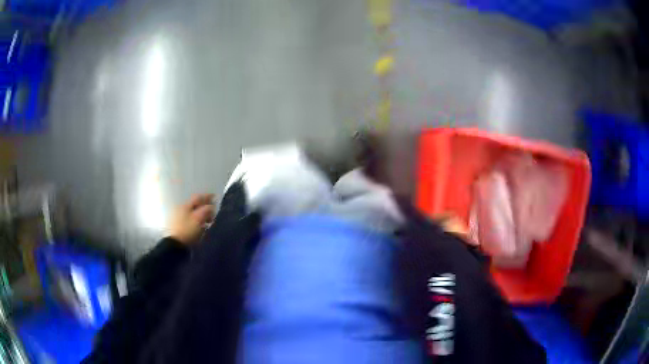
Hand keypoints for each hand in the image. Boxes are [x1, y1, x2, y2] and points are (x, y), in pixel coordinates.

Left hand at [167, 194, 215, 244]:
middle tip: (213, 212)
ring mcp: (178, 217)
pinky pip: (190, 220)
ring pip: (192, 213)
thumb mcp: (199, 218)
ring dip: (201, 215)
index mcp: (185, 205)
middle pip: (195, 205)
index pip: (198, 197)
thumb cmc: (188, 230)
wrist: (175, 244)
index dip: (207, 196)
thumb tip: (211, 207)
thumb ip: (206, 210)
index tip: (215, 197)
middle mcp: (181, 209)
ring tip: (208, 221)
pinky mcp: (178, 226)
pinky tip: (200, 226)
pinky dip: (196, 221)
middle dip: (204, 207)